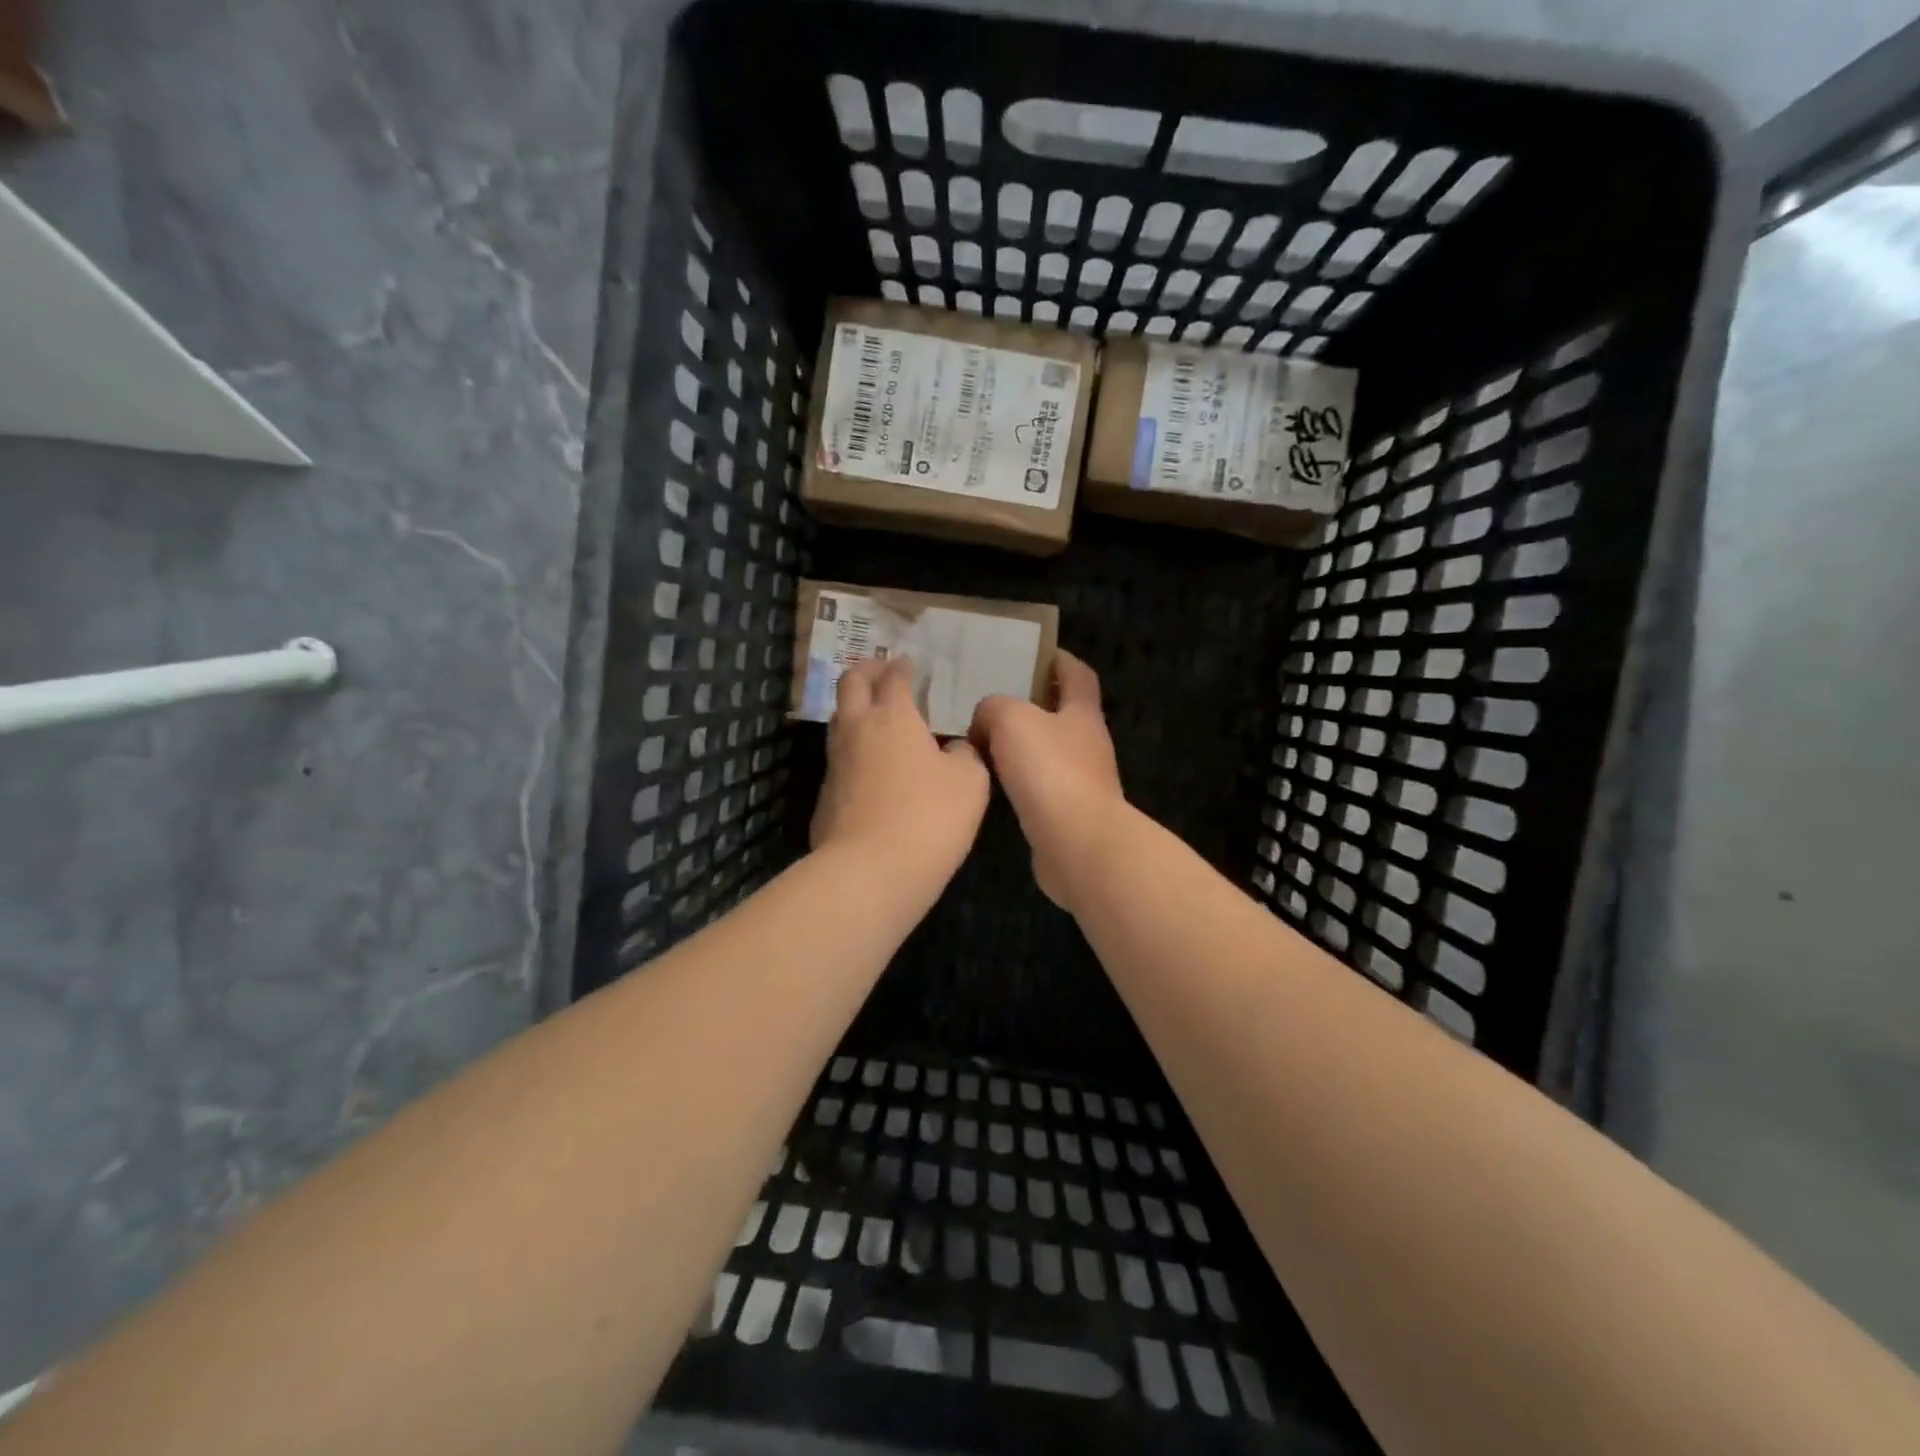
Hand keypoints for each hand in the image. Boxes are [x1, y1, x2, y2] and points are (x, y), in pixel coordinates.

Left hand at [811, 657, 990, 888]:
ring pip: (839, 721)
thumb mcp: (970, 782)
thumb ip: (965, 755)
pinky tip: (872, 770)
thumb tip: (955, 749)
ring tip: (877, 718)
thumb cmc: (929, 817)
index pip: (893, 677)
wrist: (870, 872)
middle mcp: (857, 730)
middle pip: (850, 684)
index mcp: (893, 717)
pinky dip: (854, 752)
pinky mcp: (825, 797)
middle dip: (866, 671)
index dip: (902, 666)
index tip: (909, 663)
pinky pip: (839, 760)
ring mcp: (835, 764)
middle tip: (882, 672)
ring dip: (855, 710)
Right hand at [969, 651, 1127, 911]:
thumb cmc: (1050, 771)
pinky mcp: (1068, 814)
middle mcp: (1088, 744)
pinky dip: (1019, 780)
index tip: (1033, 653)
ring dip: (1022, 745)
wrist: (1077, 844)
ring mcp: (1081, 781)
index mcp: (1082, 713)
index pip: (1077, 674)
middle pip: (1062, 713)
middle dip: (1032, 704)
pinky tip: (992, 783)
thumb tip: (986, 719)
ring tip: (982, 741)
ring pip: (1048, 751)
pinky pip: (1040, 786)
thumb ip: (994, 708)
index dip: (1059, 660)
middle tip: (991, 699)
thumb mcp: (1011, 720)